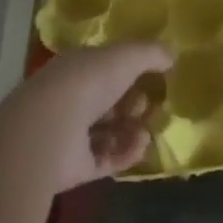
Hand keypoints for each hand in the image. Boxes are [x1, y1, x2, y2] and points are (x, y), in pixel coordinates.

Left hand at [0, 42, 173, 193]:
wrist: (49, 131)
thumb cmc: (87, 82)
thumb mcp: (126, 57)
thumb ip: (151, 53)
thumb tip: (172, 55)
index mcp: (79, 67)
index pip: (106, 66)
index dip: (131, 70)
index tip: (154, 76)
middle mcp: (73, 98)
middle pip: (109, 101)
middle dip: (133, 103)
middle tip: (152, 106)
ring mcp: (72, 134)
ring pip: (109, 132)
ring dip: (132, 131)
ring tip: (147, 132)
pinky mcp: (75, 168)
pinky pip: (106, 160)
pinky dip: (125, 154)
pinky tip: (141, 147)